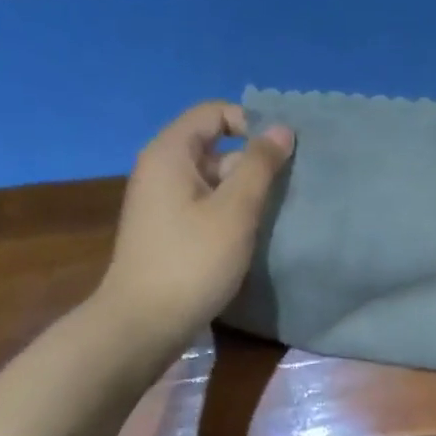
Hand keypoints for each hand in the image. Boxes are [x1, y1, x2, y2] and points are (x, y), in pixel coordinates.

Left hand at [97, 102, 293, 358]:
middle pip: (215, 147)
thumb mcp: (235, 211)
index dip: (251, 123)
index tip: (284, 153)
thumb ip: (260, 166)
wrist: (144, 322)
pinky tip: (253, 236)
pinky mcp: (168, 231)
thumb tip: (282, 129)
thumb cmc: (192, 261)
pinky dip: (230, 214)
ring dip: (246, 192)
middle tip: (290, 188)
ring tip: (279, 213)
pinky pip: (205, 206)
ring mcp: (163, 202)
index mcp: (170, 153)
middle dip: (253, 162)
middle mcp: (162, 170)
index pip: (214, 113)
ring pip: (213, 181)